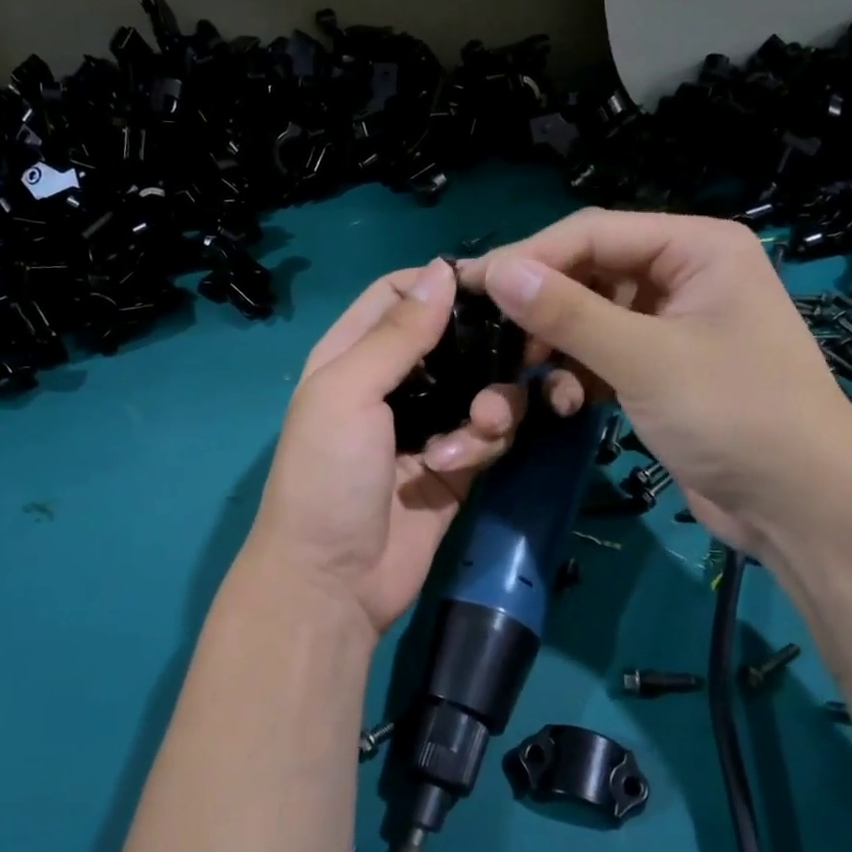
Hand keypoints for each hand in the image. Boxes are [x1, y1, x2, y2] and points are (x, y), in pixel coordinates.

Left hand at [243, 259, 524, 633]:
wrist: (333, 581)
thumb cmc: (327, 475)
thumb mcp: (347, 392)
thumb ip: (397, 334)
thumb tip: (442, 269)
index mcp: (353, 355)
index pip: (399, 296)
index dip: (442, 284)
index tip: (494, 284)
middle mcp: (392, 384)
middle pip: (453, 340)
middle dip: (487, 345)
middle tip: (525, 350)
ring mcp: (426, 425)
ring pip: (482, 386)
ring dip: (492, 401)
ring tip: (481, 426)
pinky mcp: (456, 464)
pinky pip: (489, 433)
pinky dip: (486, 439)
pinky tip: (463, 459)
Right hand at [462, 210, 851, 553]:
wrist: (801, 508)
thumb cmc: (735, 415)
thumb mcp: (645, 359)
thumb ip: (568, 313)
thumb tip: (496, 272)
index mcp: (696, 248)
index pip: (593, 233)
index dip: (529, 257)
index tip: (471, 287)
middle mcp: (685, 275)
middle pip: (589, 272)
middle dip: (543, 307)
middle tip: (491, 337)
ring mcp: (674, 324)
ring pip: (591, 317)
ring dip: (558, 346)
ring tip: (530, 376)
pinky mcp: (663, 369)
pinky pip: (605, 355)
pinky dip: (581, 375)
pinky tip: (570, 405)